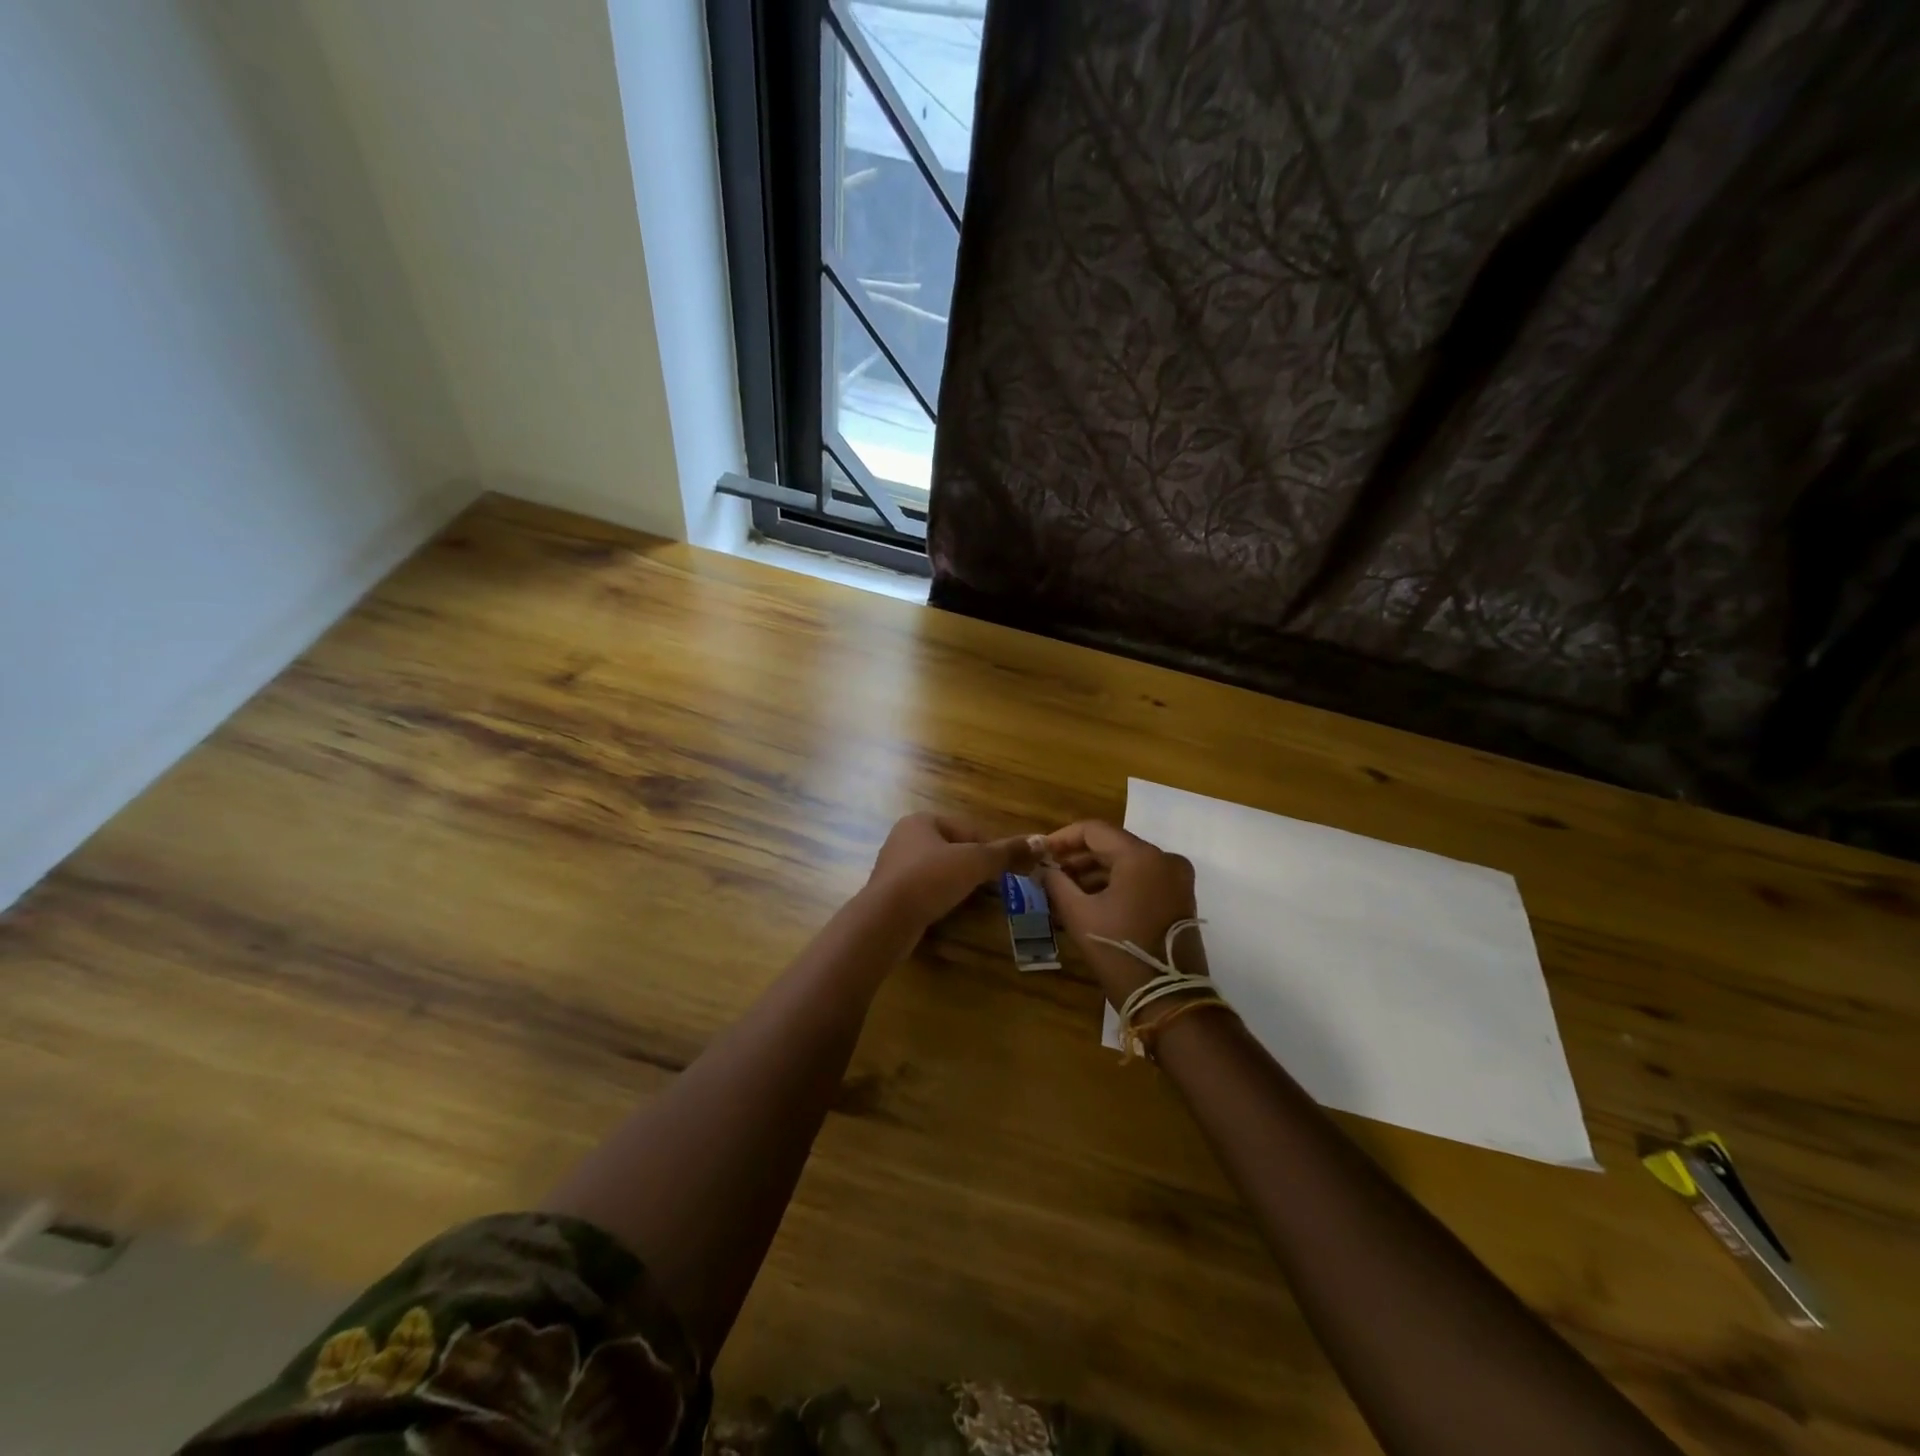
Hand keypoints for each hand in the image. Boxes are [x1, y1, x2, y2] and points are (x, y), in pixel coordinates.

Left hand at [865, 813, 1036, 930]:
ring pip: (938, 871)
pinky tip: (950, 910)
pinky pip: (925, 890)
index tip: (1009, 867)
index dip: (991, 847)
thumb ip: (1007, 852)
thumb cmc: (930, 879)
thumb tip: (1041, 841)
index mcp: (921, 821)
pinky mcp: (891, 894)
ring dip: (958, 882)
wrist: (886, 920)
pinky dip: (940, 897)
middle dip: (974, 866)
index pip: (967, 829)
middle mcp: (904, 838)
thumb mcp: (974, 862)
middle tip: (995, 885)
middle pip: (953, 849)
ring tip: (976, 899)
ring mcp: (894, 867)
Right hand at [1039, 821, 1206, 1005]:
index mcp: (1141, 856)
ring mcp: (1176, 879)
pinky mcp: (1179, 898)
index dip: (1062, 838)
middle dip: (1077, 857)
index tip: (1040, 853)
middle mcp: (1164, 859)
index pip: (1094, 830)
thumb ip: (1056, 883)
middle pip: (1112, 845)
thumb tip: (1041, 868)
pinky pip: (1140, 879)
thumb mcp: (1079, 915)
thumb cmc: (1119, 952)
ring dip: (1094, 873)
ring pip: (1126, 863)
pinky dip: (1115, 885)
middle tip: (1048, 873)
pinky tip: (1088, 901)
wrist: (1169, 1000)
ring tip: (1062, 890)